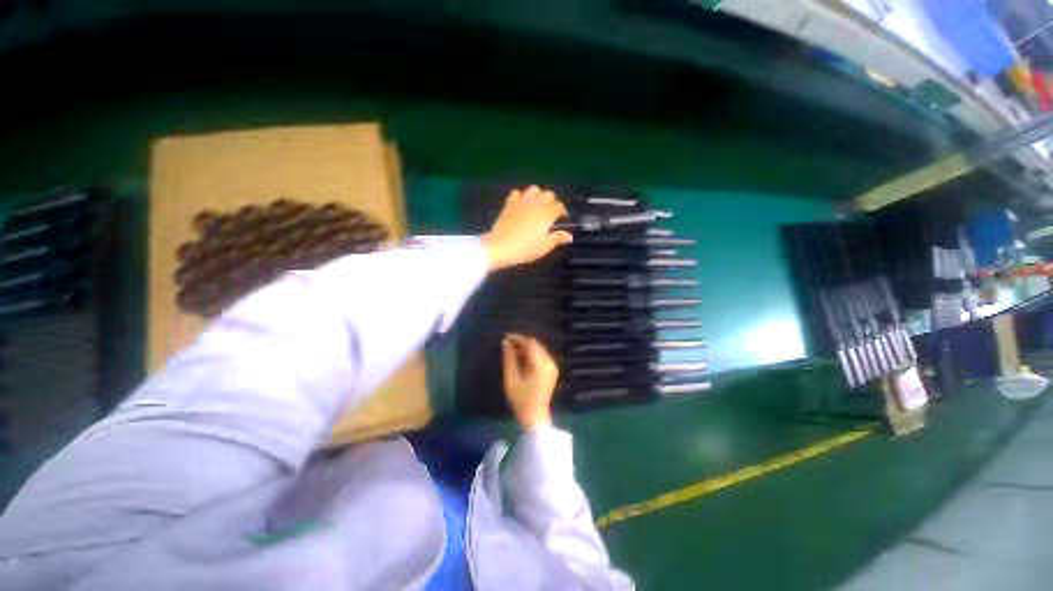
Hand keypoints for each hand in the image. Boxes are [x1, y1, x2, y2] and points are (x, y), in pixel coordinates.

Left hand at [482, 186, 572, 270]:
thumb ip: (557, 238)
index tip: (562, 219)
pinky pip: (516, 193)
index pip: (559, 206)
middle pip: (548, 194)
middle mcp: (535, 204)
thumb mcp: (545, 246)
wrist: (501, 247)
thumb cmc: (526, 249)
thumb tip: (569, 236)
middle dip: (552, 201)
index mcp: (546, 214)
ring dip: (538, 195)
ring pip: (533, 189)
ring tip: (537, 205)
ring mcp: (521, 202)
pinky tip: (521, 204)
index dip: (563, 211)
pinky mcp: (509, 205)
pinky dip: (520, 196)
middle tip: (550, 212)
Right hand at [501, 334, 558, 428]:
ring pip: (539, 349)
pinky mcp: (552, 370)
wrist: (535, 417)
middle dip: (521, 342)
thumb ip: (508, 358)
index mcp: (540, 364)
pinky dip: (531, 354)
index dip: (518, 338)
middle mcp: (549, 362)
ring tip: (512, 351)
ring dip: (526, 348)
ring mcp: (553, 366)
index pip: (530, 343)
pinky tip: (521, 358)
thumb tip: (505, 342)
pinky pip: (541, 356)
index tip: (505, 337)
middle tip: (507, 344)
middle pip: (535, 345)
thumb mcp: (511, 378)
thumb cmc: (520, 399)